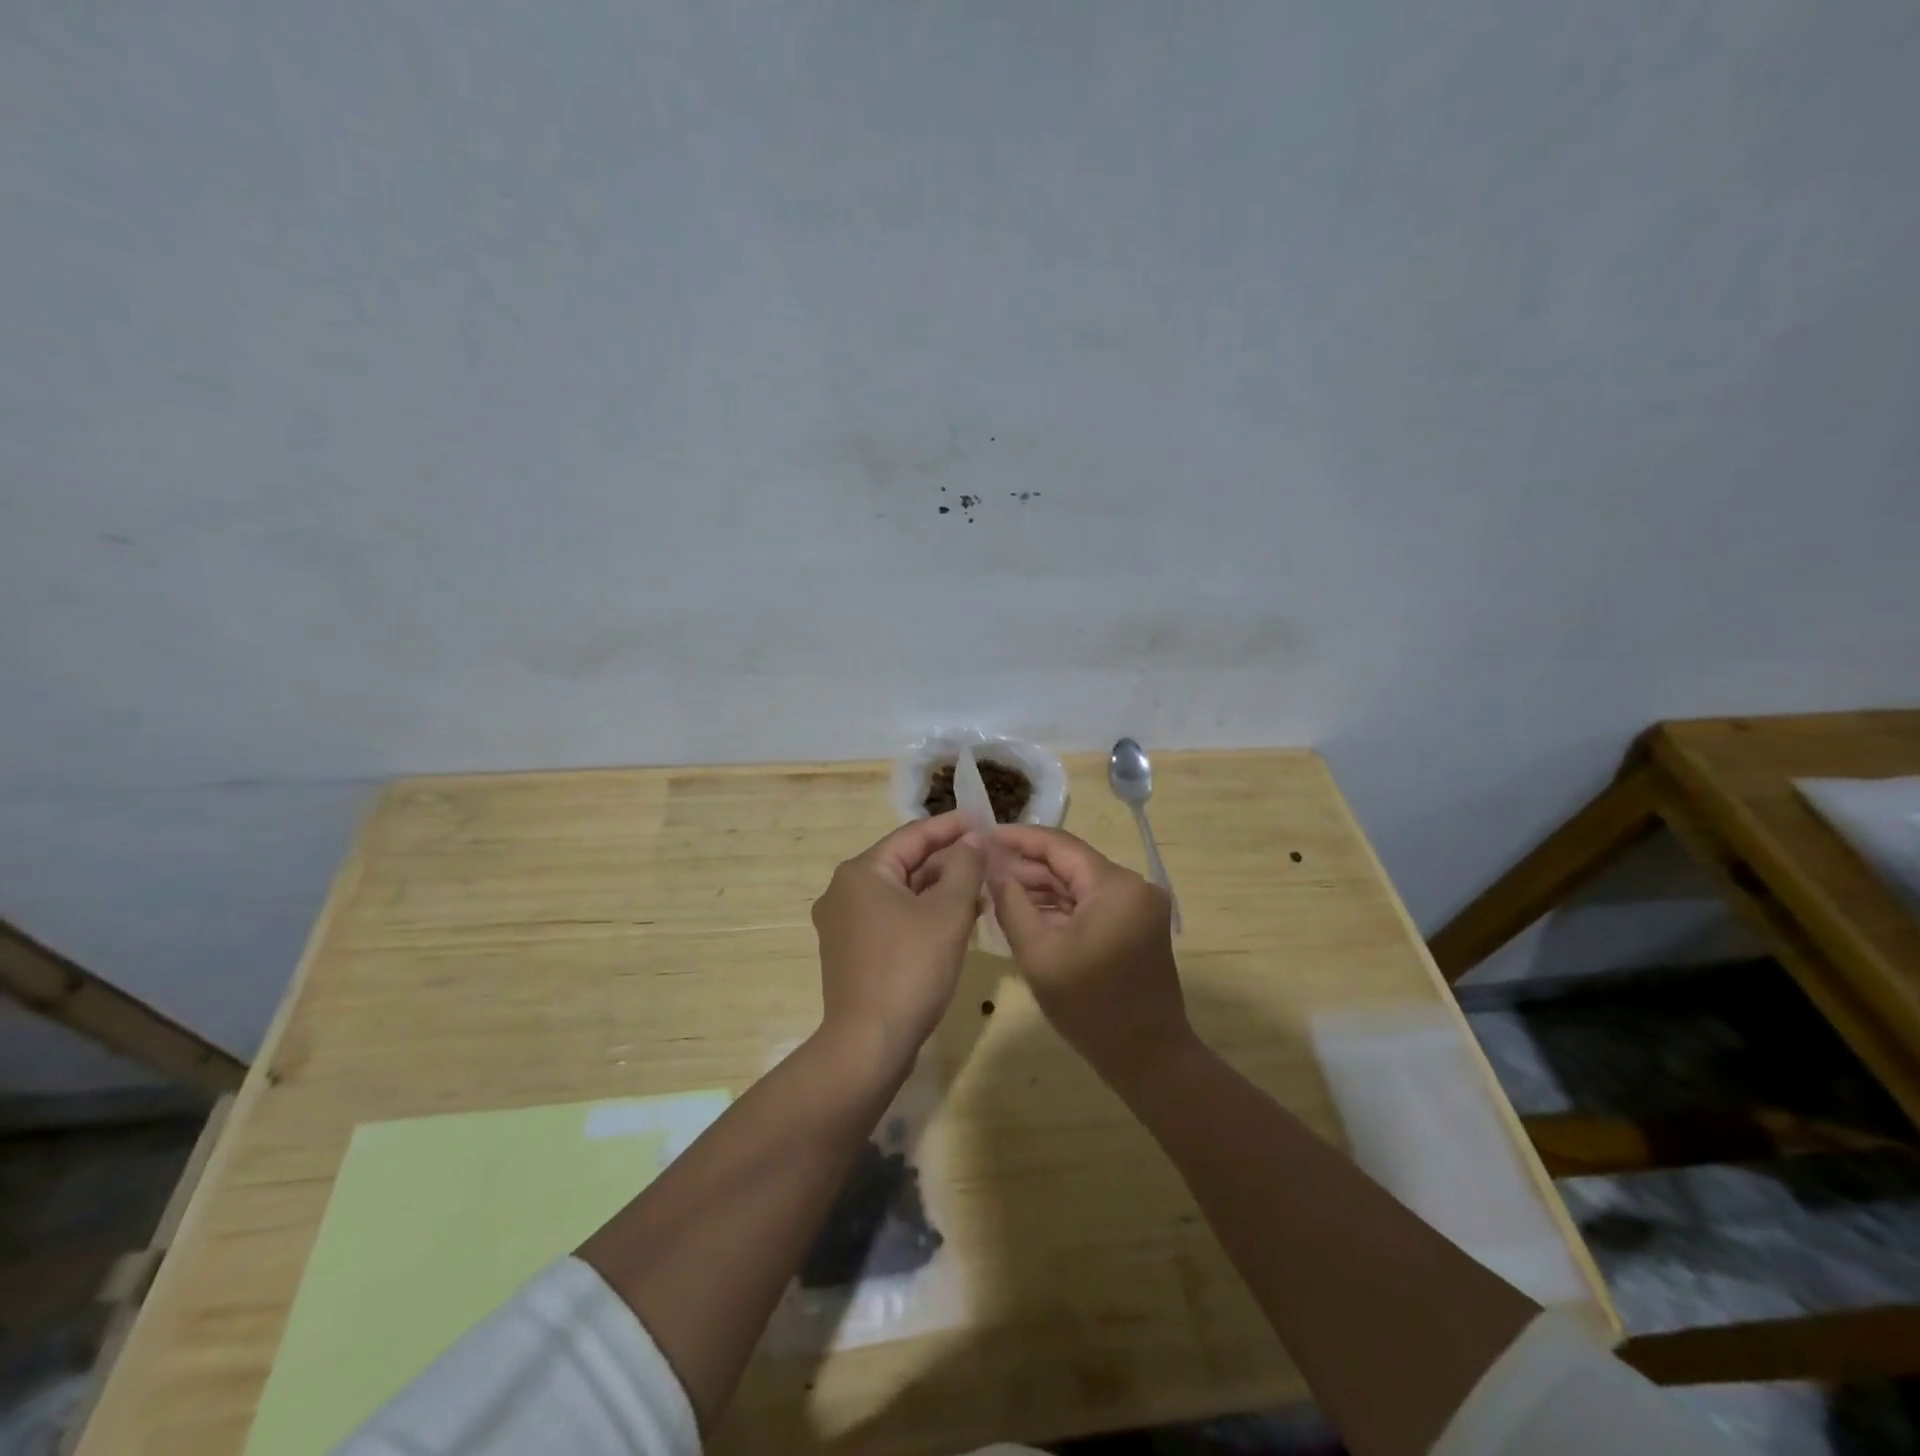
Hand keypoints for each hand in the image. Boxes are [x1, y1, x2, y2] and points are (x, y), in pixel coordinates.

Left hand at [811, 813, 986, 1066]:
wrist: (868, 1045)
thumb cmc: (910, 969)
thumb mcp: (948, 913)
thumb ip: (964, 867)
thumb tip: (972, 840)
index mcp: (862, 872)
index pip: (913, 835)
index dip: (951, 827)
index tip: (984, 821)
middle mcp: (844, 890)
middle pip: (905, 863)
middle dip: (948, 862)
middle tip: (988, 860)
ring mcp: (843, 923)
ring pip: (900, 893)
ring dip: (939, 891)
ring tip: (980, 892)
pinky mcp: (850, 952)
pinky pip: (892, 918)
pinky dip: (922, 915)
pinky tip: (954, 923)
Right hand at [987, 825, 1191, 1088]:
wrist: (1147, 1058)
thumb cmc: (1089, 1006)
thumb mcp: (1038, 953)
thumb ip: (1011, 903)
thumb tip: (991, 867)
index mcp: (1115, 885)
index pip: (1060, 845)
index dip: (1019, 838)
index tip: (983, 836)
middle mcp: (1133, 886)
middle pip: (1071, 864)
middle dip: (1027, 866)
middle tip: (983, 867)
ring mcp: (1137, 907)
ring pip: (1080, 885)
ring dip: (1042, 887)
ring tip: (997, 888)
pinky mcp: (1136, 926)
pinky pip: (1091, 905)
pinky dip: (1061, 907)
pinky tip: (1027, 911)